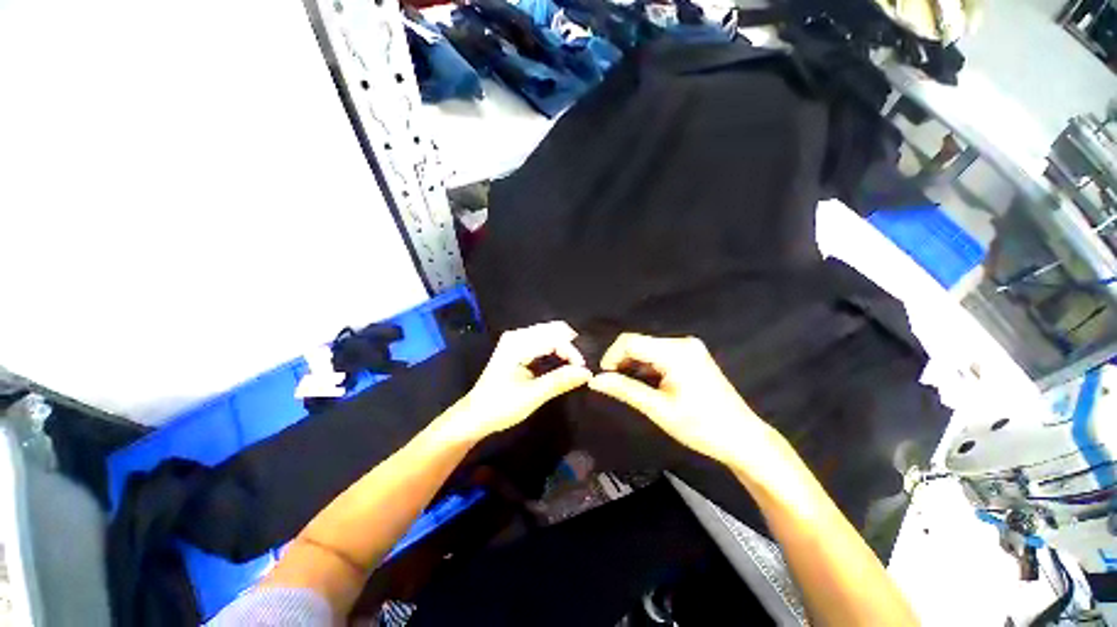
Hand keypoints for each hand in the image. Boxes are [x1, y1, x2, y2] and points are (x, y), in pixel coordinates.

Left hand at [444, 321, 591, 442]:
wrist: (474, 417)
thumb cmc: (500, 407)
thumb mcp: (532, 396)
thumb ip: (559, 381)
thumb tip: (587, 373)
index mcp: (517, 343)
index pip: (554, 337)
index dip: (572, 352)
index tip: (583, 371)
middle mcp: (517, 336)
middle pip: (553, 329)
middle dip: (570, 346)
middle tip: (580, 368)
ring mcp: (517, 340)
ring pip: (550, 334)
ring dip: (565, 348)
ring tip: (574, 367)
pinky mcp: (518, 347)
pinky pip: (544, 341)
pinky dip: (556, 350)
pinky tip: (562, 363)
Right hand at [588, 333, 786, 475]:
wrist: (742, 438)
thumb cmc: (700, 427)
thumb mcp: (657, 409)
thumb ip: (624, 390)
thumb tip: (595, 381)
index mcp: (675, 352)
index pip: (631, 341)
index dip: (612, 356)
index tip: (604, 377)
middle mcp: (682, 343)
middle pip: (639, 343)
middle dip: (622, 361)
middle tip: (615, 385)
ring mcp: (689, 348)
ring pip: (648, 349)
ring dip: (634, 365)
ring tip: (630, 387)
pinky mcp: (692, 355)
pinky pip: (660, 354)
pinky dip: (648, 367)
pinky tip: (647, 384)